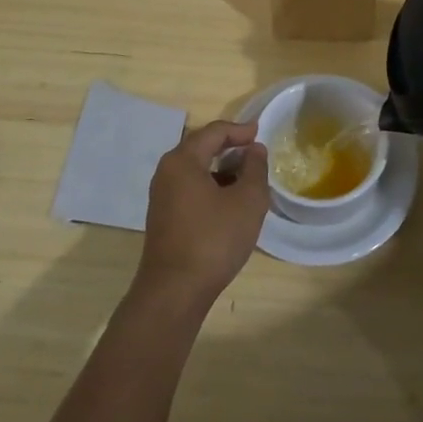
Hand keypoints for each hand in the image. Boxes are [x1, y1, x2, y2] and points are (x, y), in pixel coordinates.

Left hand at [138, 120, 270, 302]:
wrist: (175, 291)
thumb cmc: (214, 239)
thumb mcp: (247, 201)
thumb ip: (255, 169)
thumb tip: (254, 150)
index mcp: (182, 161)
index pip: (213, 132)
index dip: (239, 130)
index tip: (260, 133)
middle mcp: (166, 172)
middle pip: (200, 147)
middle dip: (229, 148)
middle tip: (255, 153)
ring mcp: (161, 196)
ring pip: (195, 170)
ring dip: (221, 169)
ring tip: (247, 178)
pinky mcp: (163, 217)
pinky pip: (189, 189)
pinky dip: (211, 186)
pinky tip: (229, 202)